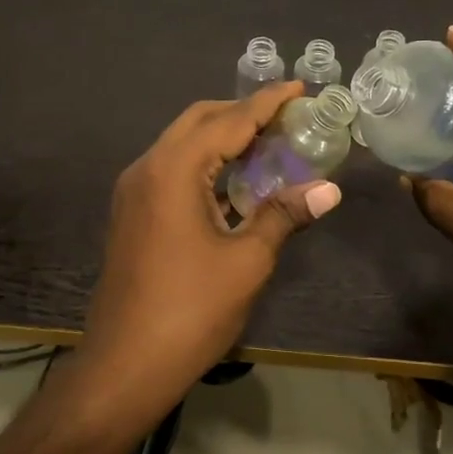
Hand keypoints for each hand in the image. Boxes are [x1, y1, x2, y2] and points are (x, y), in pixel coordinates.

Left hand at [84, 84, 341, 399]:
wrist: (124, 365)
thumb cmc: (190, 311)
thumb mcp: (247, 261)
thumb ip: (284, 215)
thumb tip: (328, 189)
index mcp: (173, 170)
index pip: (228, 121)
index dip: (267, 103)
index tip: (299, 88)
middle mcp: (147, 168)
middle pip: (198, 122)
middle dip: (242, 114)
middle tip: (286, 118)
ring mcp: (133, 192)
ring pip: (182, 145)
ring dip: (222, 139)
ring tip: (268, 145)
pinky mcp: (132, 215)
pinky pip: (172, 171)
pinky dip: (205, 165)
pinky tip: (236, 184)